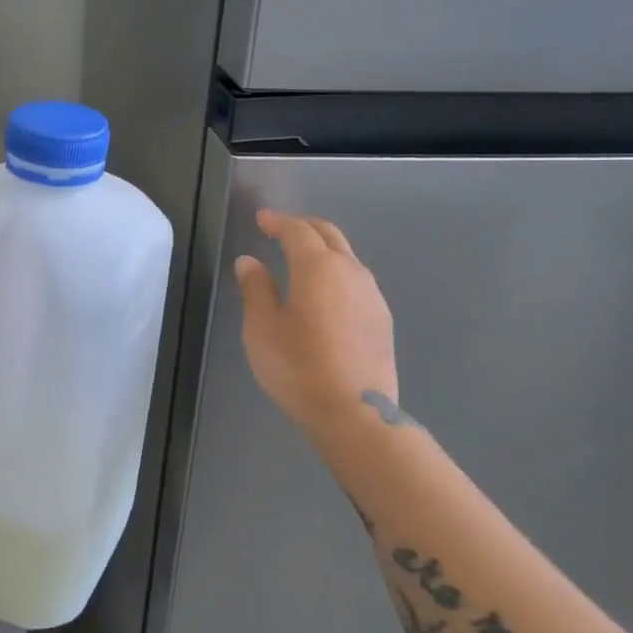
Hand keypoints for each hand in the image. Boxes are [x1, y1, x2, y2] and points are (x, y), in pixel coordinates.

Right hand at [235, 210, 397, 435]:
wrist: (355, 412)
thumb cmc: (298, 366)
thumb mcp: (262, 328)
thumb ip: (256, 289)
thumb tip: (250, 262)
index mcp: (318, 266)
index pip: (297, 230)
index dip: (277, 221)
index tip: (261, 220)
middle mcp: (350, 271)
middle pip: (328, 235)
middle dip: (304, 227)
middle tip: (281, 229)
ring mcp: (372, 295)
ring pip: (347, 257)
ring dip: (323, 250)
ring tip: (301, 261)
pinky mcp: (382, 319)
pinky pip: (356, 281)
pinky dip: (336, 274)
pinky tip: (325, 294)